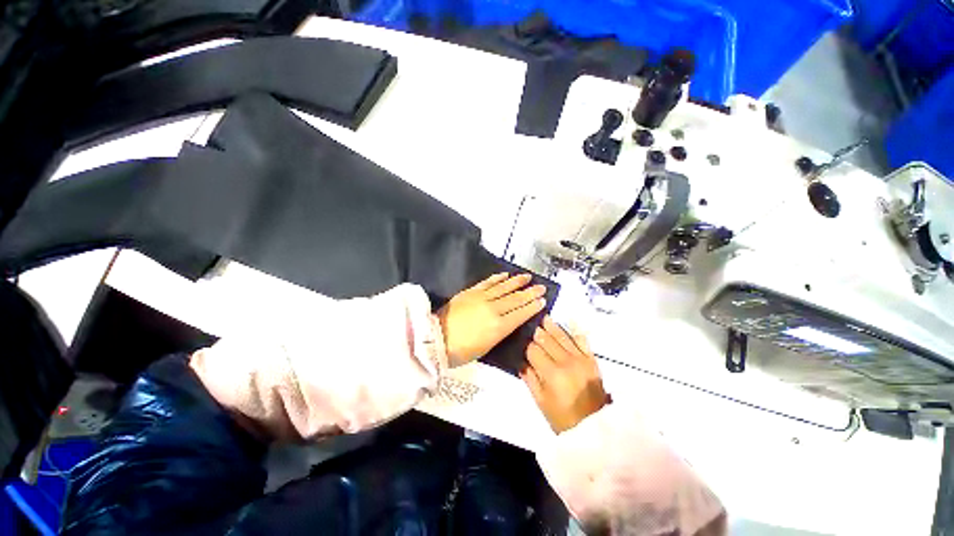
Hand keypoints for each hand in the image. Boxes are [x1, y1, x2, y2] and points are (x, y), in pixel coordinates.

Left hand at [437, 273, 546, 367]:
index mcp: (498, 327)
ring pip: (504, 287)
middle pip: (516, 298)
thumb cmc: (461, 350)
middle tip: (541, 287)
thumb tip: (510, 322)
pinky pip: (488, 282)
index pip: (521, 313)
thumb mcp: (486, 347)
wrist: (436, 338)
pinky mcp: (471, 292)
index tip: (542, 300)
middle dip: (530, 292)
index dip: (532, 306)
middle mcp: (493, 309)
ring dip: (517, 281)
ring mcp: (482, 298)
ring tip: (527, 277)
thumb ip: (500, 332)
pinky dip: (498, 278)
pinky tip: (505, 275)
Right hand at [521, 317, 608, 433]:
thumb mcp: (541, 402)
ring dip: (551, 325)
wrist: (595, 427)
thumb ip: (530, 379)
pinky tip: (566, 323)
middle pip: (546, 338)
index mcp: (551, 373)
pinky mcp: (591, 359)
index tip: (521, 344)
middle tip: (529, 326)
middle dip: (536, 332)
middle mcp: (566, 361)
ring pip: (562, 335)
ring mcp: (580, 358)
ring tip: (543, 317)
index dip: (525, 345)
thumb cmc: (563, 418)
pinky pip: (581, 339)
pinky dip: (573, 330)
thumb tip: (521, 362)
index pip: (533, 350)